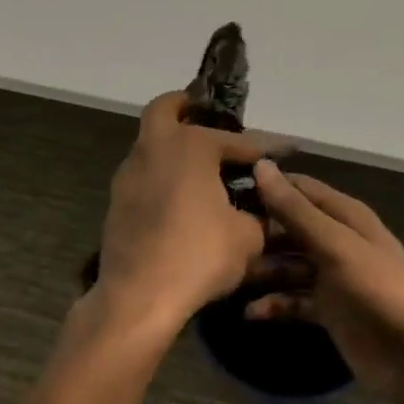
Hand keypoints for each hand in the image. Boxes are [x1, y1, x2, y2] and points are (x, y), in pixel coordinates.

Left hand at [95, 92, 283, 331]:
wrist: (138, 297)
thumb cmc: (198, 255)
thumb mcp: (247, 238)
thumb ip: (258, 216)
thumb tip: (261, 211)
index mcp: (190, 146)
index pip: (237, 140)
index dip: (265, 147)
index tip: (285, 149)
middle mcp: (154, 149)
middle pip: (164, 110)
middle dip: (185, 107)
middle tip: (205, 116)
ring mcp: (129, 175)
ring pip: (150, 145)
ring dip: (172, 148)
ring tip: (201, 169)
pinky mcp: (117, 203)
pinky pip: (144, 176)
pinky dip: (162, 177)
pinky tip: (182, 201)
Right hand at [245, 161, 403, 403]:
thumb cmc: (377, 290)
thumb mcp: (334, 245)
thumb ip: (296, 210)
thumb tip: (261, 166)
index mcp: (344, 215)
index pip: (299, 188)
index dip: (266, 186)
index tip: (224, 189)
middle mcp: (337, 240)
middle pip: (289, 227)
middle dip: (258, 231)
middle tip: (218, 238)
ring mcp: (332, 277)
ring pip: (288, 264)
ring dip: (262, 270)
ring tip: (229, 276)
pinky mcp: (329, 310)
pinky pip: (294, 299)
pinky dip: (274, 304)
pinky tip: (250, 313)